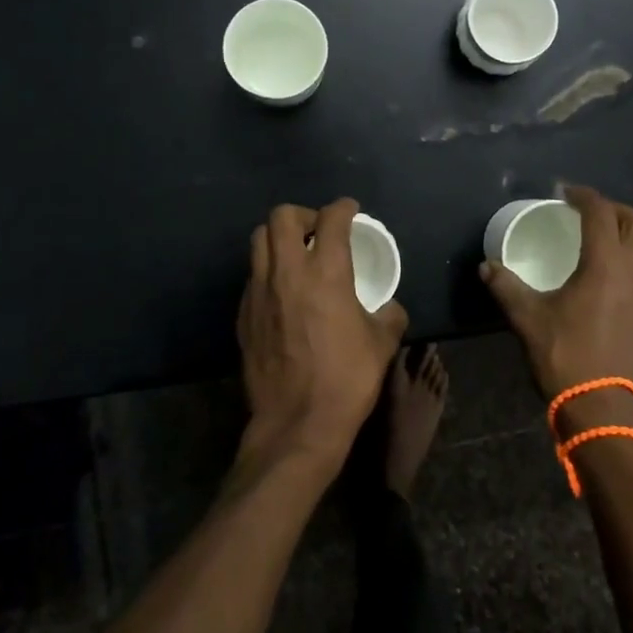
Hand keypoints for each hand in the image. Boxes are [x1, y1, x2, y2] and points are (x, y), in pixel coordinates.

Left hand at [236, 199, 407, 473]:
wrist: (297, 425)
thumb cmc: (346, 380)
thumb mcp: (382, 344)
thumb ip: (389, 315)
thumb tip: (388, 307)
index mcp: (326, 273)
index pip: (331, 219)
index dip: (343, 208)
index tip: (350, 211)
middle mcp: (288, 272)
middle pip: (282, 217)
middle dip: (303, 215)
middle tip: (319, 232)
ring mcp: (259, 292)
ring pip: (259, 241)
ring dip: (279, 239)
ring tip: (297, 257)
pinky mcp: (243, 314)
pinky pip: (253, 275)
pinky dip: (268, 271)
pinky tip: (283, 293)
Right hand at [480, 186, 632, 432]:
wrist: (606, 409)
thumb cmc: (567, 356)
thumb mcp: (528, 319)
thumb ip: (506, 287)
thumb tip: (486, 267)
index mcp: (607, 263)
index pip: (600, 212)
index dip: (583, 195)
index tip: (564, 192)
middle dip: (614, 209)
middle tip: (587, 213)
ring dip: (628, 232)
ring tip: (600, 239)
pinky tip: (608, 275)